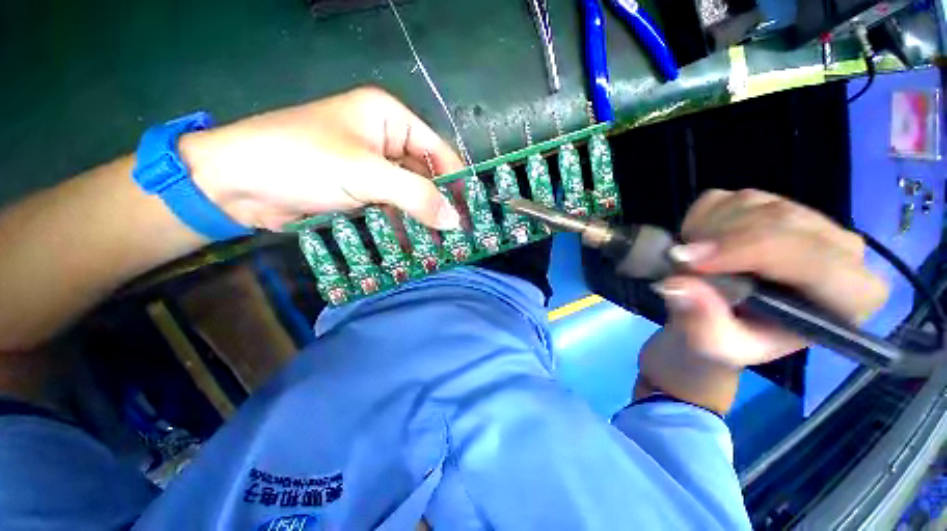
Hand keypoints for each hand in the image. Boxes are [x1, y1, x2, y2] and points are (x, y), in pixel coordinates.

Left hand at [180, 86, 464, 231]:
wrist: (235, 184)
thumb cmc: (301, 160)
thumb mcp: (365, 174)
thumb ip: (416, 197)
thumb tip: (454, 221)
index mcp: (390, 119)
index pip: (439, 152)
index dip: (456, 183)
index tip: (470, 214)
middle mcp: (386, 141)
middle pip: (426, 178)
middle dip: (440, 208)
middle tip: (458, 238)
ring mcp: (374, 169)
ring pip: (410, 198)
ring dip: (422, 223)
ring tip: (440, 250)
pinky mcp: (362, 193)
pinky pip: (393, 211)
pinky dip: (402, 229)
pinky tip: (413, 249)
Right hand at [655, 189, 888, 367]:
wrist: (718, 323)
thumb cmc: (726, 343)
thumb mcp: (713, 347)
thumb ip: (701, 322)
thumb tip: (677, 284)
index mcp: (848, 298)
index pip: (815, 260)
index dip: (748, 253)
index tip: (689, 263)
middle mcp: (840, 250)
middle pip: (780, 221)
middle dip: (719, 240)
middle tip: (678, 263)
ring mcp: (806, 220)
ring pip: (751, 203)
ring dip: (706, 231)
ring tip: (692, 262)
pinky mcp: (772, 204)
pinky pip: (729, 198)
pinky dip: (701, 218)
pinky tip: (699, 245)